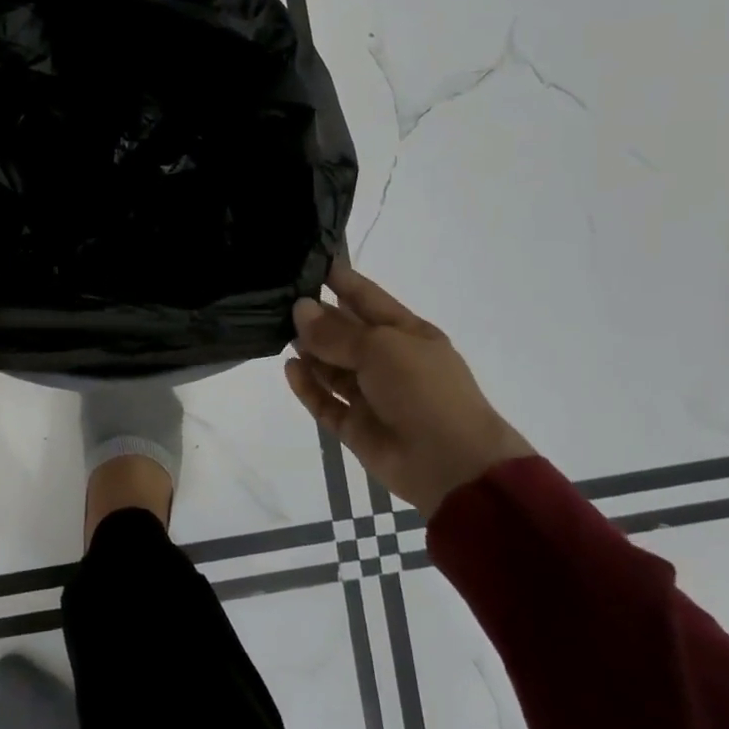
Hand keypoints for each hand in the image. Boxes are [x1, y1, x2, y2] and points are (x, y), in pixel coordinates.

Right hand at [284, 266, 533, 517]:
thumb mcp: (381, 348)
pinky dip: (308, 386)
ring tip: (278, 332)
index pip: (366, 297)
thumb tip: (300, 308)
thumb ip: (336, 331)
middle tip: (277, 299)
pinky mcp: (357, 427)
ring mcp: (372, 395)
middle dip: (316, 317)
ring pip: (332, 367)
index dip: (339, 279)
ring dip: (309, 351)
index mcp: (406, 333)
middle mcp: (388, 361)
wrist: (452, 465)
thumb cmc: (424, 390)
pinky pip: (326, 402)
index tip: (305, 262)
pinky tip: (290, 369)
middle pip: (345, 332)